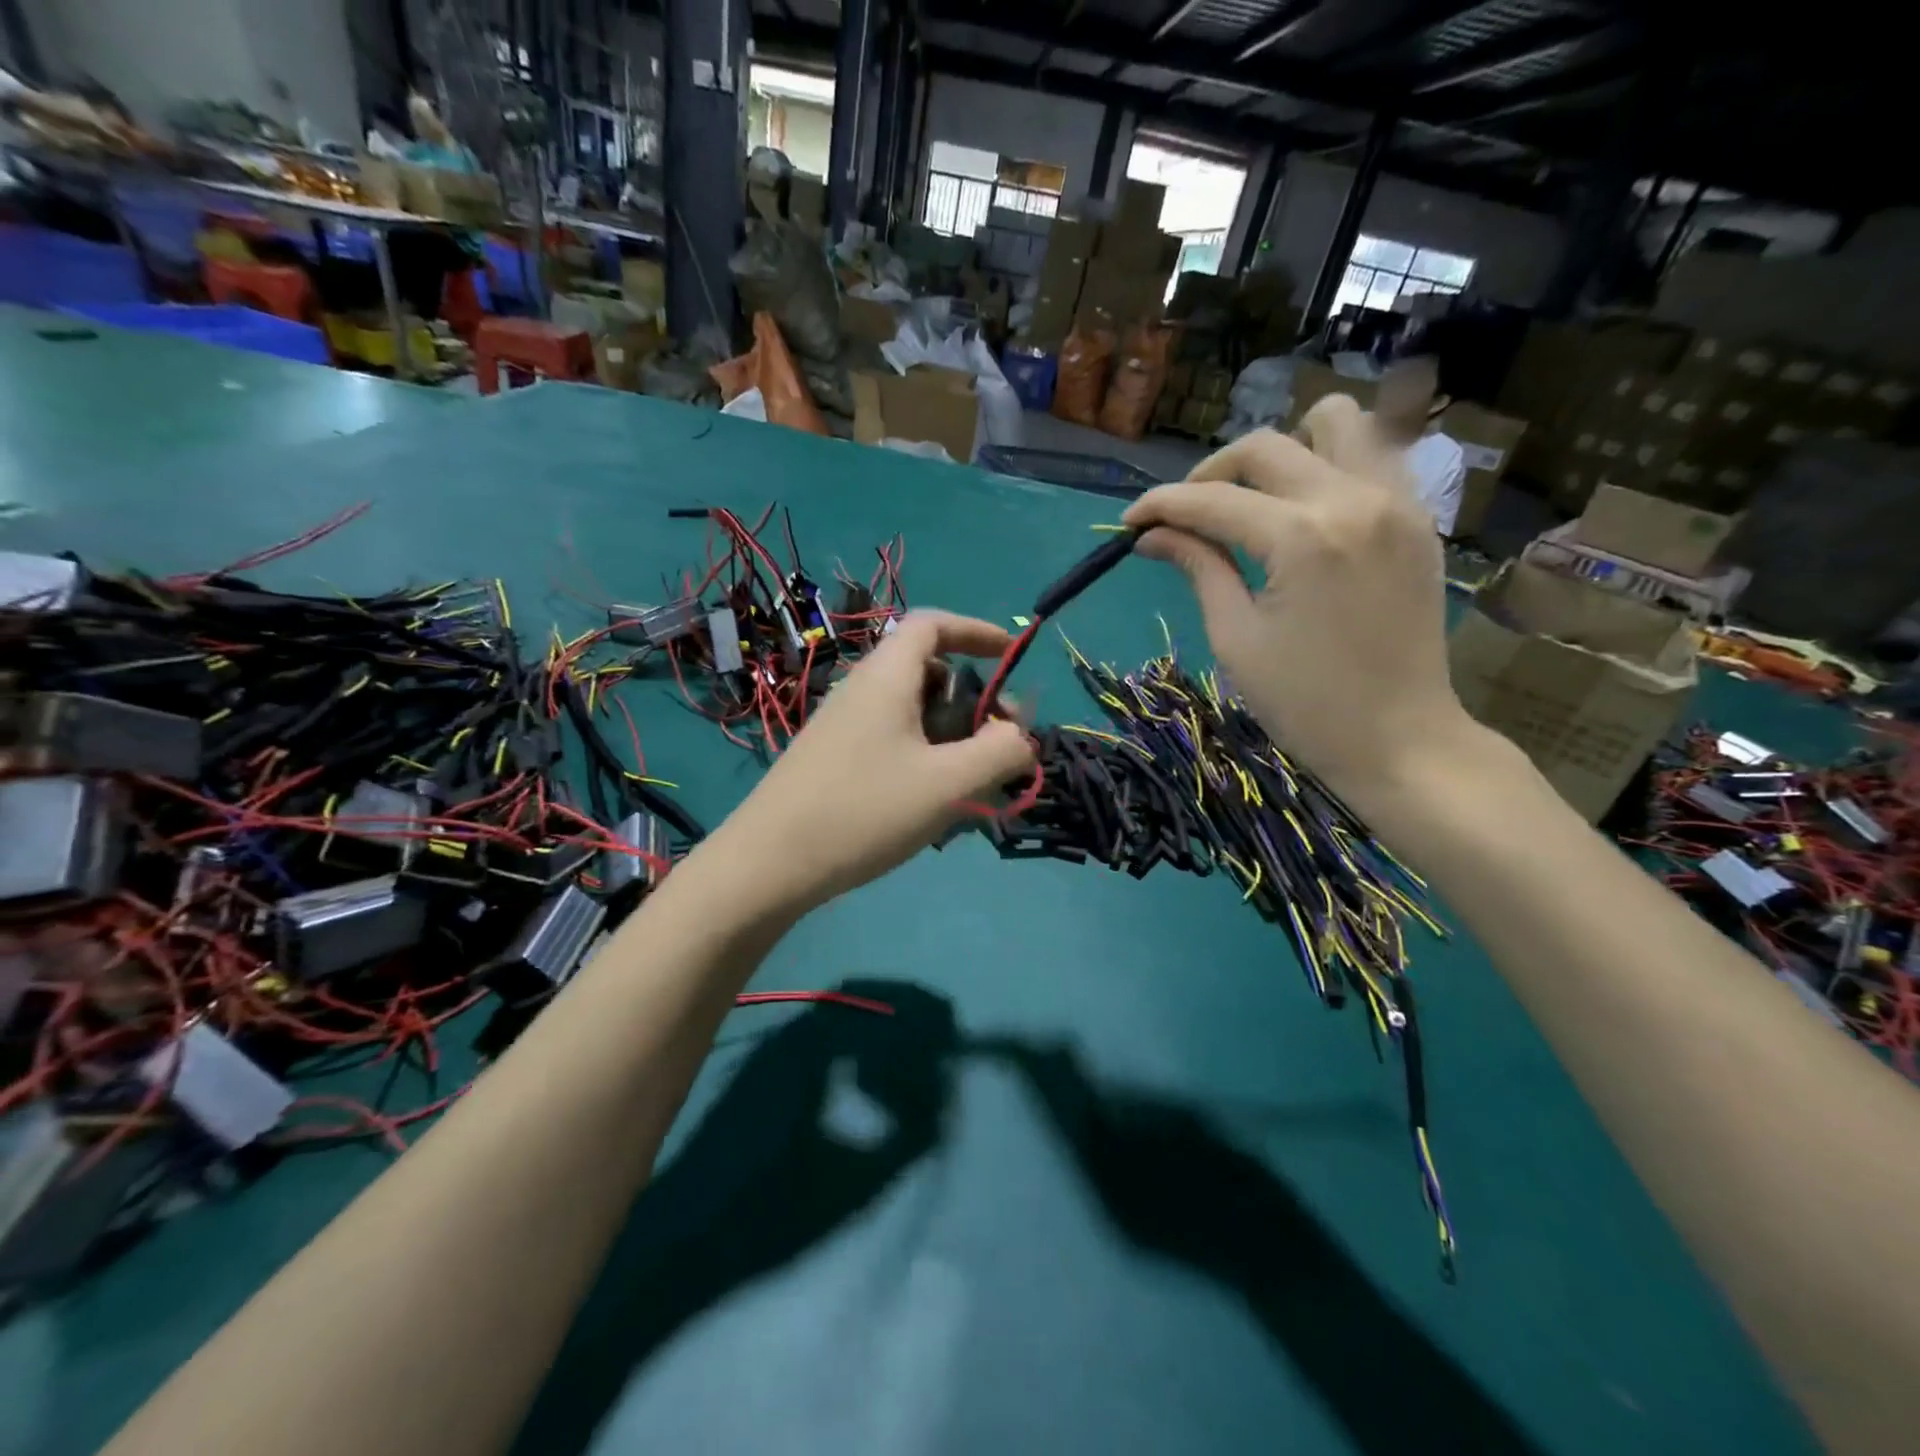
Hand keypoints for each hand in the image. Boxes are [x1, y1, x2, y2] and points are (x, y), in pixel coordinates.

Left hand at [711, 611, 1035, 911]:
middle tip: (999, 744)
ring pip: (912, 714)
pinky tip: (930, 805)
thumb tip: (1021, 738)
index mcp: (886, 677)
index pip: (932, 625)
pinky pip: (892, 741)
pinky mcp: (834, 759)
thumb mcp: (948, 784)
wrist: (768, 864)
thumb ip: (1000, 753)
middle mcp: (862, 690)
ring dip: (951, 737)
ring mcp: (843, 726)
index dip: (975, 631)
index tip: (1010, 656)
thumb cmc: (864, 811)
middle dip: (973, 700)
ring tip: (971, 785)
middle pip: (928, 672)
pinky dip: (924, 758)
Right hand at [1121, 401, 1477, 811]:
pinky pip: (1374, 454)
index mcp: (1301, 539)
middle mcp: (1353, 499)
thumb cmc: (1306, 704)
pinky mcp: (1418, 517)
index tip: (1128, 522)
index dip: (1161, 506)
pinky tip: (1305, 508)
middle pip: (1265, 447)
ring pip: (1335, 422)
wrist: (1401, 739)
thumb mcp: (1236, 638)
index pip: (1213, 500)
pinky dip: (1331, 463)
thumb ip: (1199, 569)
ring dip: (1283, 450)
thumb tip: (1152, 535)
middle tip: (1186, 516)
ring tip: (1257, 498)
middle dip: (1210, 474)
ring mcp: (1396, 501)